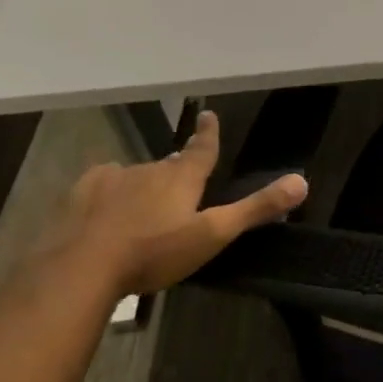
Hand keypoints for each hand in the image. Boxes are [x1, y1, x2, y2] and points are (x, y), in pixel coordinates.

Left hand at [56, 109, 306, 295]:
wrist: (81, 267)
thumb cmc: (154, 252)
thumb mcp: (212, 235)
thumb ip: (255, 209)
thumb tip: (302, 181)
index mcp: (181, 178)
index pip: (202, 148)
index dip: (208, 133)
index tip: (208, 114)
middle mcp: (148, 169)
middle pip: (168, 166)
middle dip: (176, 171)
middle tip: (181, 185)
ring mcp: (111, 179)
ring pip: (135, 176)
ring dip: (143, 186)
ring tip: (143, 208)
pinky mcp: (80, 194)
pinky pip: (102, 185)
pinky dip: (109, 193)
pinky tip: (105, 210)